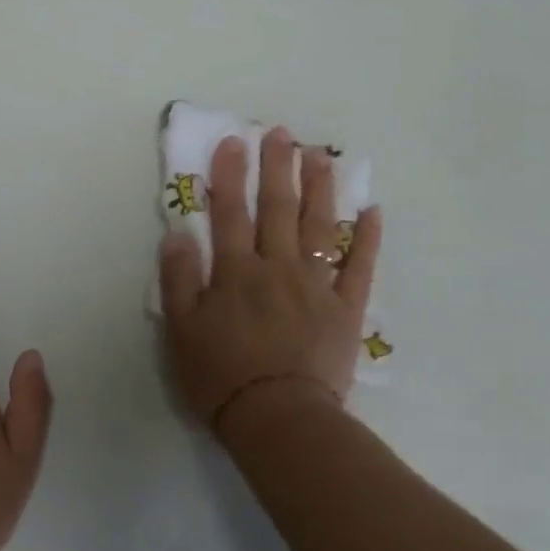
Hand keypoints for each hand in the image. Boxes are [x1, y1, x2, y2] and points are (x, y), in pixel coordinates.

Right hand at [159, 127, 380, 434]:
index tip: (233, 142)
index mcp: (235, 273)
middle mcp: (277, 268)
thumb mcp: (181, 331)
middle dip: (278, 168)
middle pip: (279, 209)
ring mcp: (316, 286)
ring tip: (320, 155)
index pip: (230, 214)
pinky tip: (371, 211)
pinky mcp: (346, 309)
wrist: (278, 417)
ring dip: (320, 188)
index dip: (230, 176)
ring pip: (320, 226)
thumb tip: (178, 234)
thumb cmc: (221, 377)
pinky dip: (367, 238)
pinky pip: (359, 266)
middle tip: (280, 133)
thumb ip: (179, 280)